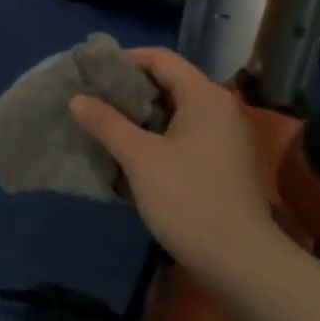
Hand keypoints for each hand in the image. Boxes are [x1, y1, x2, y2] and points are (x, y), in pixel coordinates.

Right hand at [69, 47, 273, 282]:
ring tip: (105, 124)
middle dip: (130, 89)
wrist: (243, 263)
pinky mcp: (224, 162)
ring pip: (176, 110)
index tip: (92, 73)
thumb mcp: (140, 159)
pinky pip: (185, 133)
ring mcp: (225, 136)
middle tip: (94, 99)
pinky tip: (132, 152)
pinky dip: (158, 135)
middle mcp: (219, 107)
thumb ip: (107, 123)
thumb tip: (77, 99)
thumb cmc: (189, 200)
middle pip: (169, 82)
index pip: (160, 58)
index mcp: (204, 95)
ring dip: (141, 115)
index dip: (124, 59)